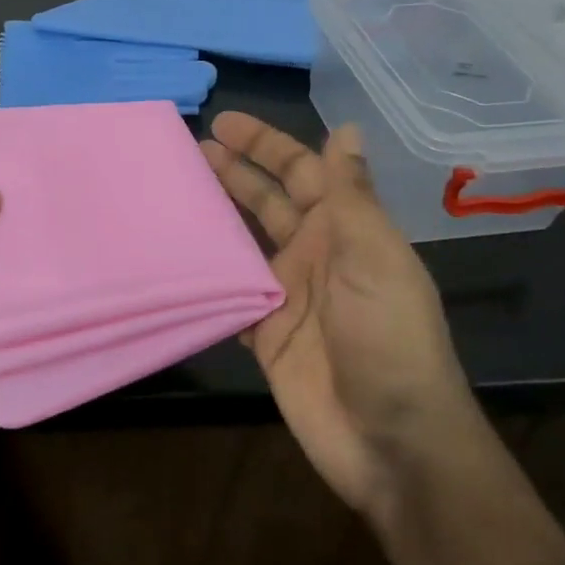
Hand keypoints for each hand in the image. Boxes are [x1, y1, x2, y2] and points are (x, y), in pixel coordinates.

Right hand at [201, 112, 472, 520]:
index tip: (224, 122)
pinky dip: (206, 273)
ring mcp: (287, 294)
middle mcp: (314, 254)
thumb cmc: (388, 339)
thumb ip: (351, 196)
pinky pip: (230, 291)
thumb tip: (347, 128)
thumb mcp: (374, 258)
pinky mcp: (264, 333)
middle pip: (268, 201)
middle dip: (234, 171)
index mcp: (345, 231)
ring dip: (214, 215)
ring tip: (173, 189)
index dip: (267, 144)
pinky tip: (174, 255)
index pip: (303, 172)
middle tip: (188, 147)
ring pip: (243, 241)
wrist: (391, 441)